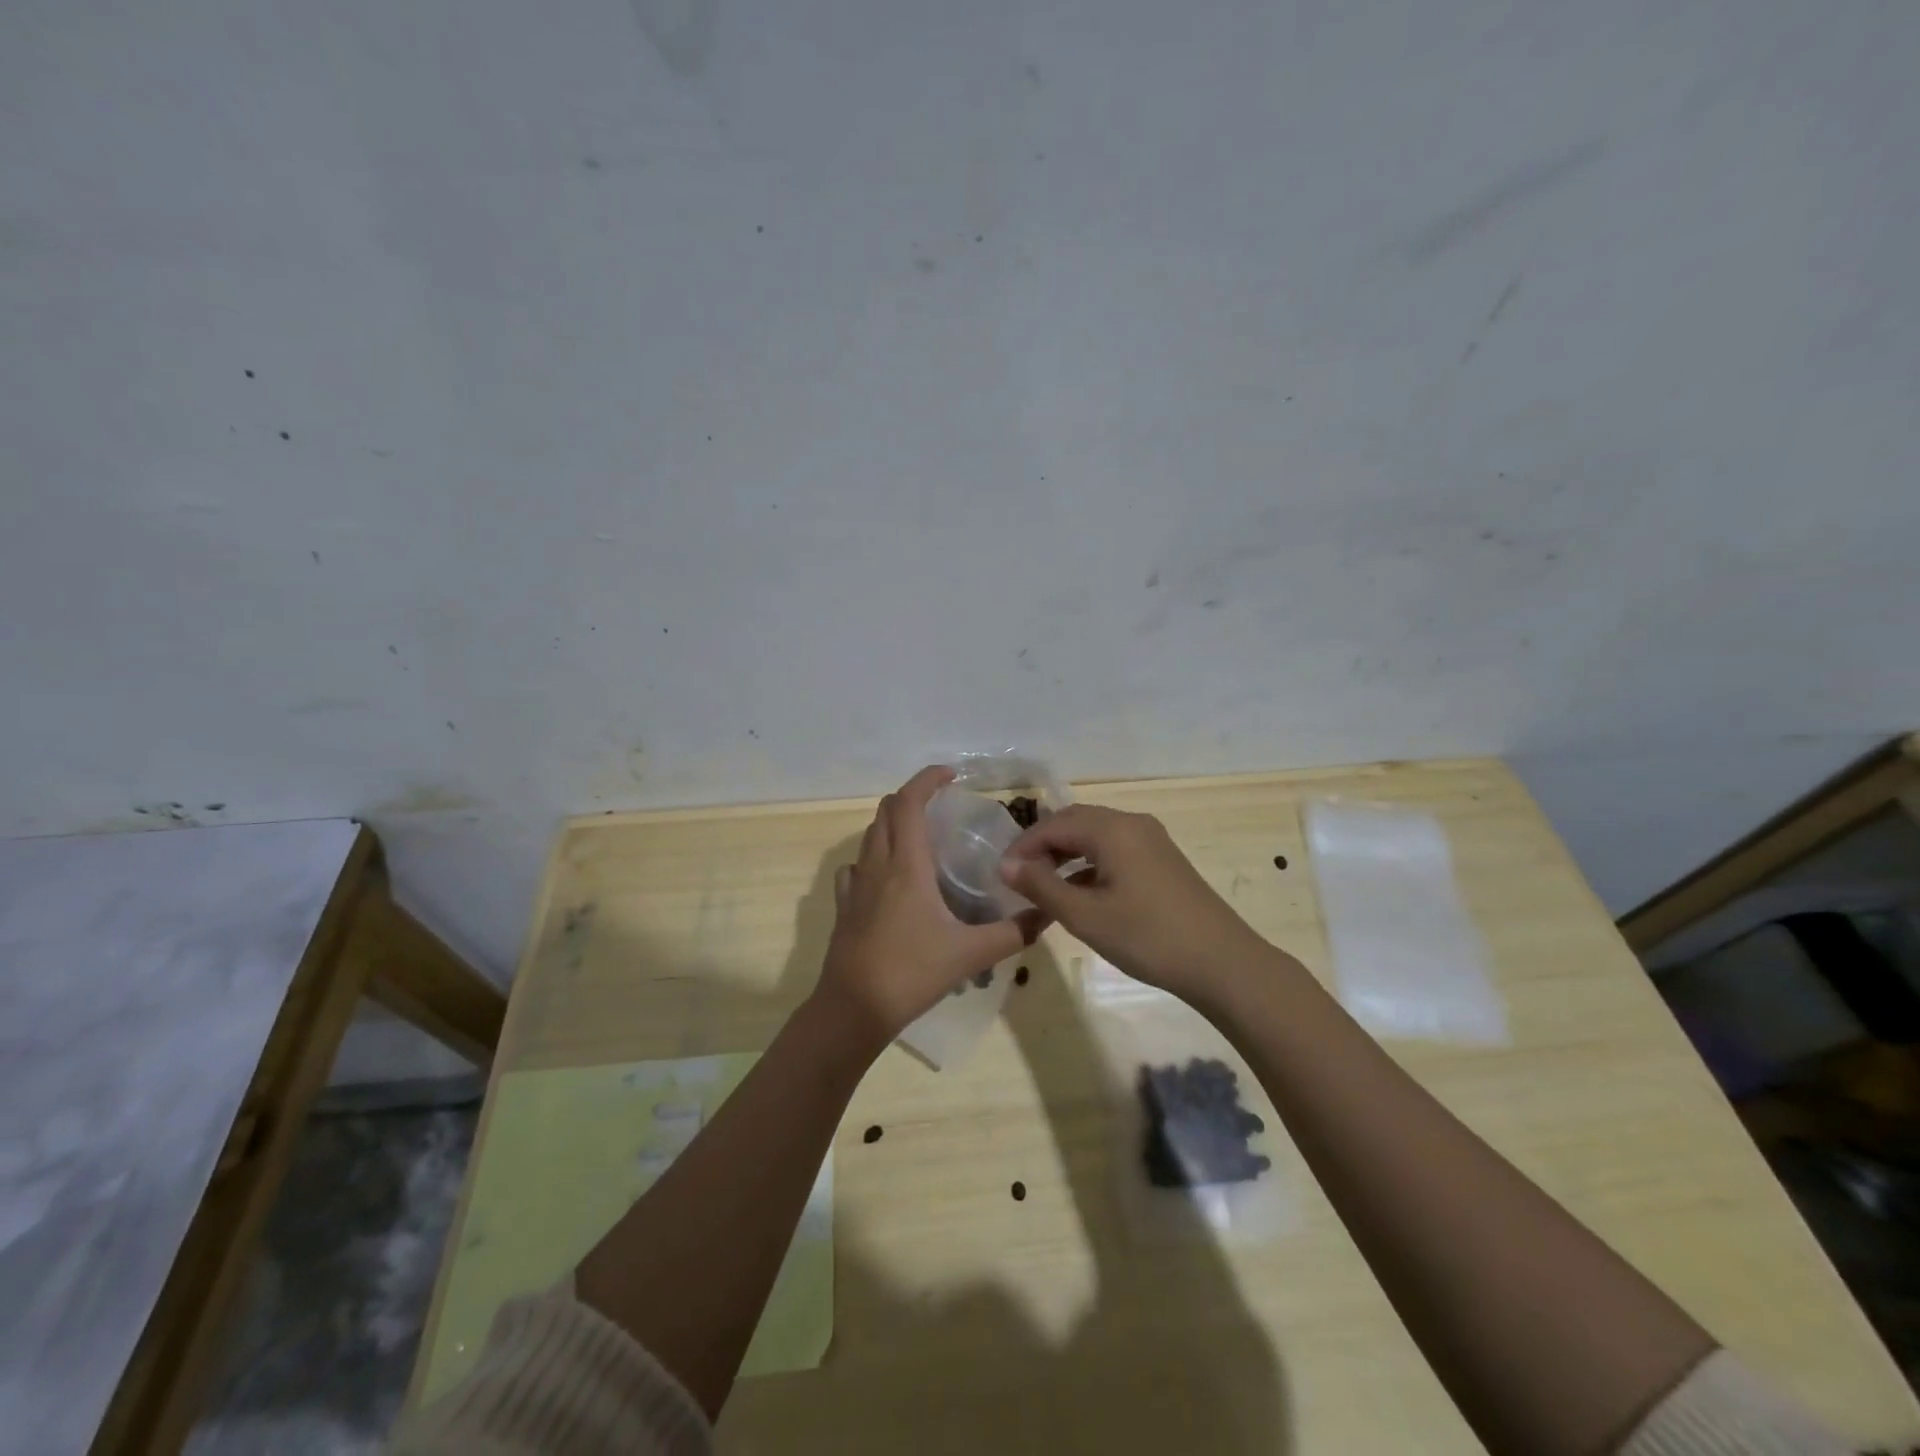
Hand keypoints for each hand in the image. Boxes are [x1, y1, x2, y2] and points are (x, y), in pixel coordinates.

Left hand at [814, 766, 1040, 1048]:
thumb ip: (1013, 932)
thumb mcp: (971, 954)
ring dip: (893, 824)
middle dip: (912, 798)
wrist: (854, 1009)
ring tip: (922, 838)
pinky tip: (890, 877)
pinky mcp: (844, 906)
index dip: (927, 779)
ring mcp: (855, 885)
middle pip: (886, 811)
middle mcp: (876, 865)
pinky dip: (874, 857)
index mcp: (906, 865)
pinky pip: (856, 867)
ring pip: (870, 836)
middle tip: (942, 807)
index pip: (908, 802)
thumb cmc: (912, 972)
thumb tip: (1047, 914)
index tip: (951, 775)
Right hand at [998, 803, 1265, 1000]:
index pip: (1053, 824)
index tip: (1000, 874)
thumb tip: (1005, 865)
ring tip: (1043, 886)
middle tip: (1019, 877)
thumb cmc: (1147, 937)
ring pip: (1095, 836)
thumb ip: (1041, 886)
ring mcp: (1151, 840)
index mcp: (1112, 829)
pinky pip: (1115, 849)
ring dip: (1066, 854)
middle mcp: (1131, 823)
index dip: (1023, 846)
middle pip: (1075, 822)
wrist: (1222, 963)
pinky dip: (1090, 864)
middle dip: (1043, 846)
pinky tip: (1080, 893)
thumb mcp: (1085, 915)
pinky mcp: (1162, 859)